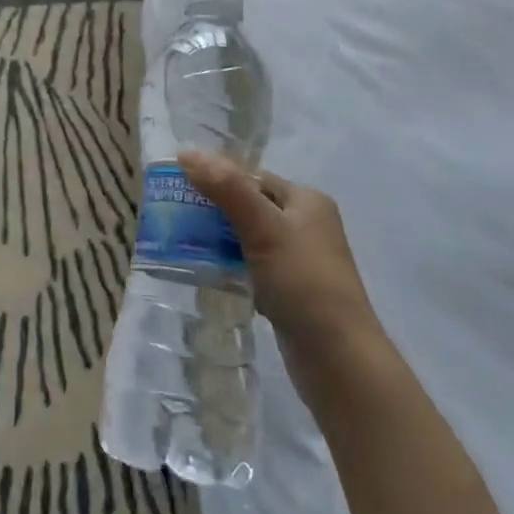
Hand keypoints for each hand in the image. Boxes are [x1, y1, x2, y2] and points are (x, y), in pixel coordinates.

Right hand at [179, 150, 386, 367]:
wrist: (339, 361)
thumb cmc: (304, 282)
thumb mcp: (263, 228)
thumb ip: (226, 189)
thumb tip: (186, 152)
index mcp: (307, 201)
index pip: (253, 177)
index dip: (217, 177)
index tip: (179, 186)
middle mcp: (307, 225)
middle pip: (249, 205)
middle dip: (213, 209)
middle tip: (174, 215)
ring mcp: (300, 260)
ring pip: (248, 237)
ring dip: (219, 238)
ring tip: (182, 242)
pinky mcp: (291, 291)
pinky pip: (252, 265)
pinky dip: (230, 265)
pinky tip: (207, 272)